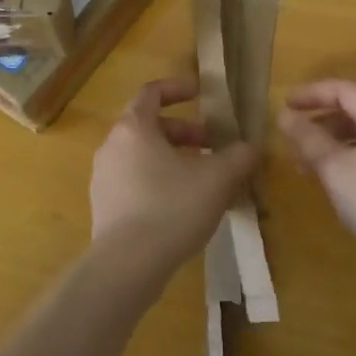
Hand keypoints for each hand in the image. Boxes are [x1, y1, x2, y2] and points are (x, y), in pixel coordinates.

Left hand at [90, 77, 260, 288]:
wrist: (127, 266)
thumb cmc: (172, 208)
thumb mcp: (217, 179)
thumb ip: (238, 157)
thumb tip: (251, 148)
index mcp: (134, 127)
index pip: (152, 92)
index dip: (178, 88)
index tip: (202, 94)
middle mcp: (112, 146)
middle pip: (149, 126)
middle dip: (184, 132)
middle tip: (212, 146)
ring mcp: (104, 178)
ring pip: (142, 156)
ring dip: (173, 159)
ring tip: (202, 179)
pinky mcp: (104, 208)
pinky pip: (134, 182)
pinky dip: (159, 182)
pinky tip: (183, 207)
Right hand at [278, 78, 355, 274]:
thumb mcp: (337, 169)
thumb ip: (309, 139)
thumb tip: (285, 116)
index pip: (342, 89)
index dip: (310, 94)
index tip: (284, 106)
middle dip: (321, 124)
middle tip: (294, 142)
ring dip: (337, 145)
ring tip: (313, 168)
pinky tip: (345, 186)